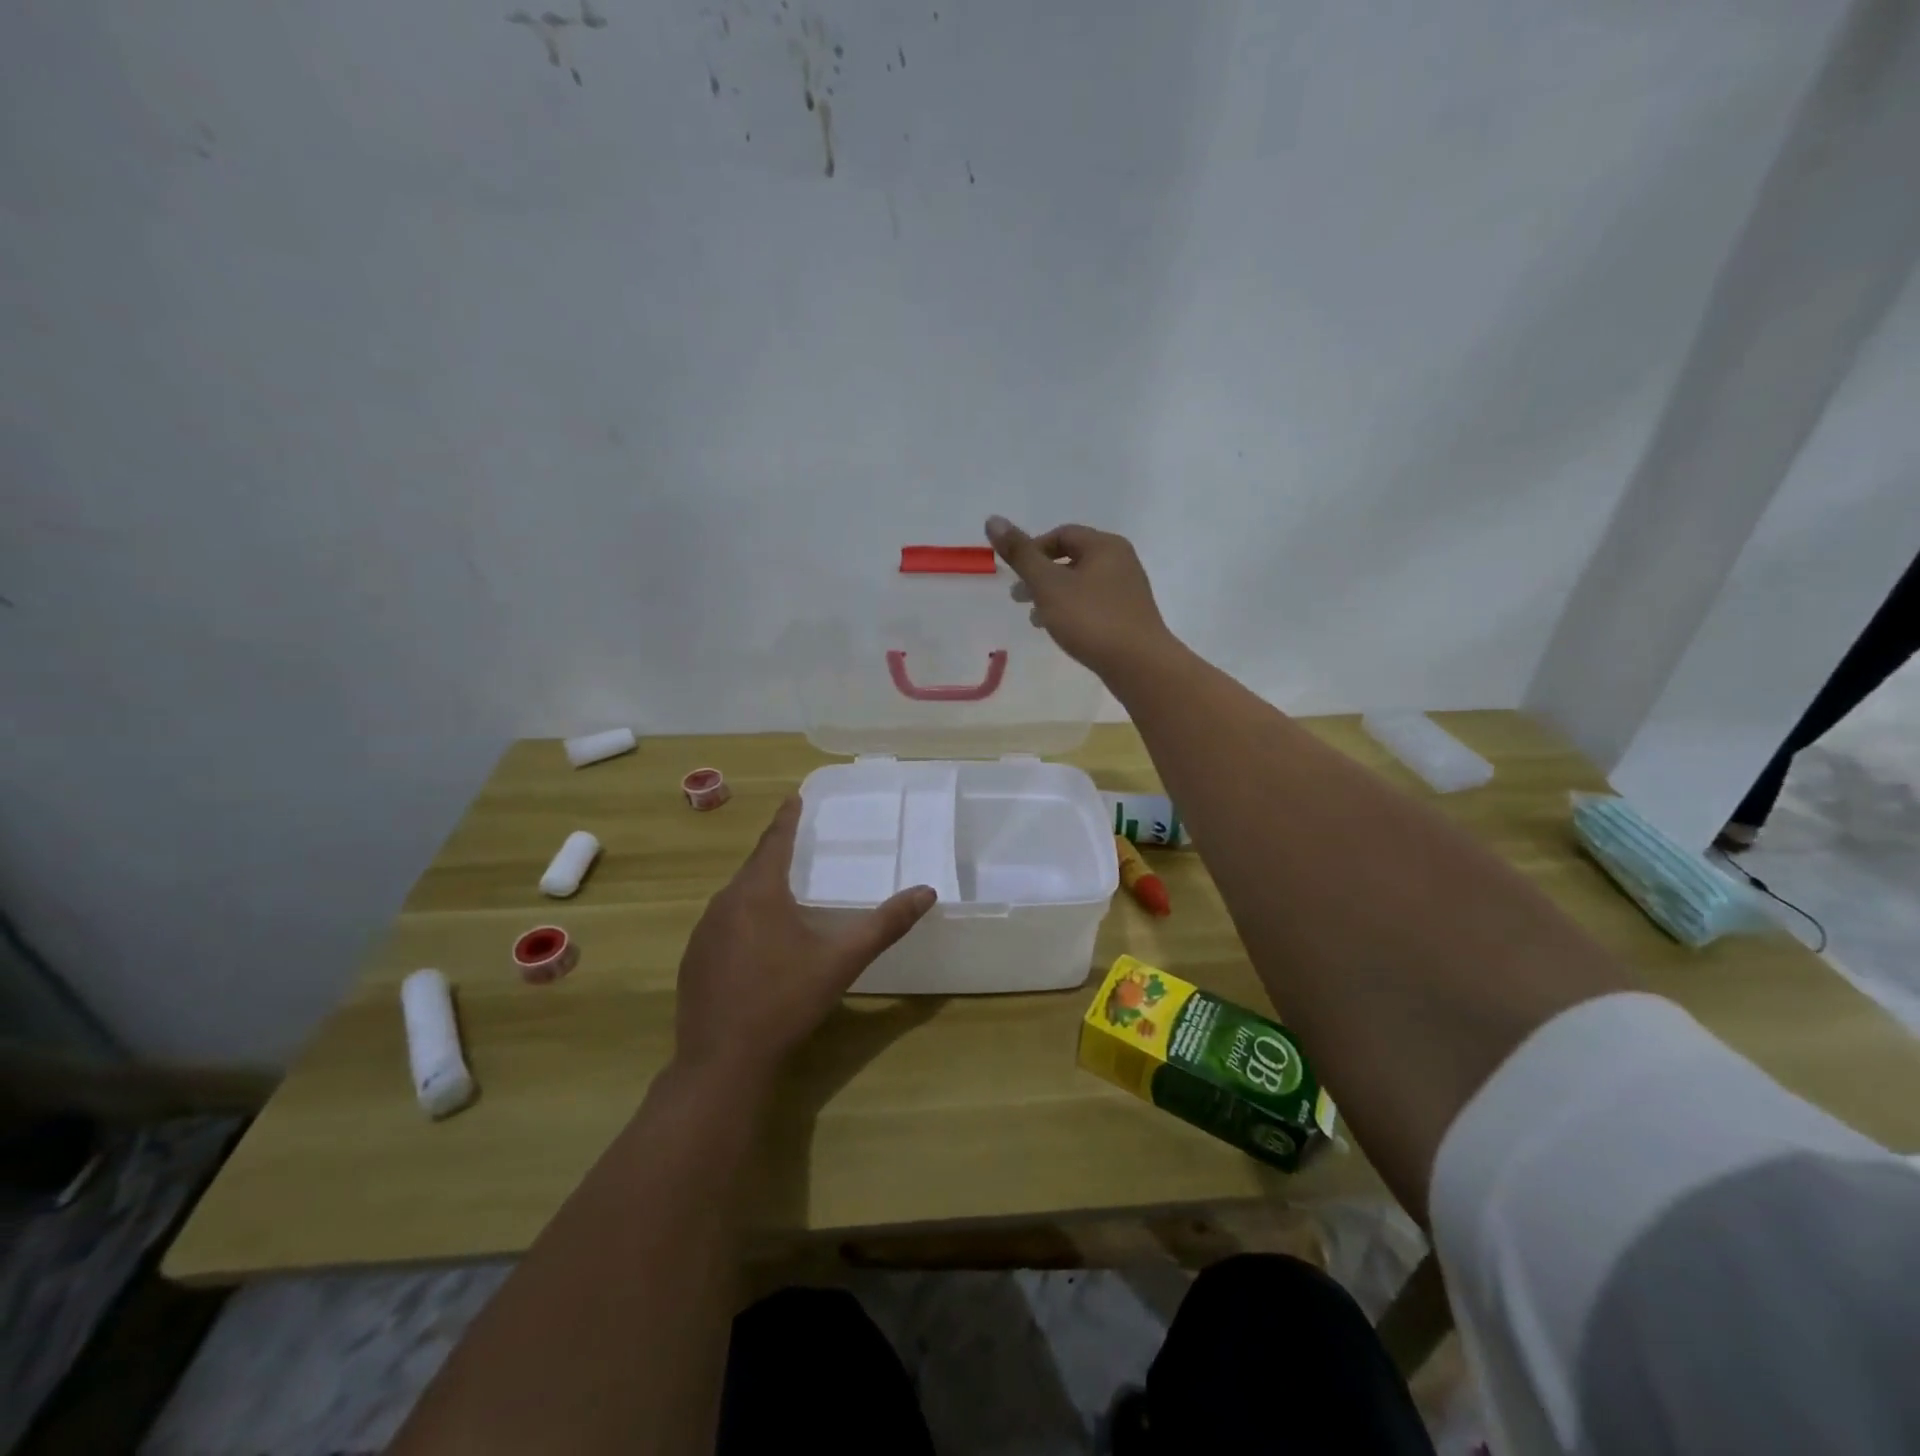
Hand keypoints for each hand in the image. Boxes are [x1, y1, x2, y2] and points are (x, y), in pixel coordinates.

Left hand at [674, 797, 935, 1082]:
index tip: (794, 796)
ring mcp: (703, 933)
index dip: (787, 818)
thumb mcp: (842, 961)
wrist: (723, 1061)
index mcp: (759, 893)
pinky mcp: (693, 960)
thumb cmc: (786, 1001)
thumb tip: (927, 892)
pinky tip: (756, 943)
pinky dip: (742, 919)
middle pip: (754, 867)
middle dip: (775, 852)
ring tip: (781, 890)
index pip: (775, 841)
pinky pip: (722, 924)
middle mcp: (725, 903)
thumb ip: (885, 925)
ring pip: (735, 896)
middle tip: (796, 843)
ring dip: (758, 887)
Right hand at [985, 516, 1175, 679]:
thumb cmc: (1091, 619)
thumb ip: (1021, 554)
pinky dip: (1072, 610)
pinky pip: (1093, 604)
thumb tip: (993, 519)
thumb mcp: (1048, 584)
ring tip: (1035, 619)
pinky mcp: (1129, 616)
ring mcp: (1128, 590)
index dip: (1032, 550)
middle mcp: (1120, 561)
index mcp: (1104, 545)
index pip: (1061, 534)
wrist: (1139, 665)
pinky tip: (1062, 631)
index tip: (1014, 574)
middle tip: (1018, 598)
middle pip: (1072, 558)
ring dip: (1054, 596)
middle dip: (1041, 576)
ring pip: (1081, 583)